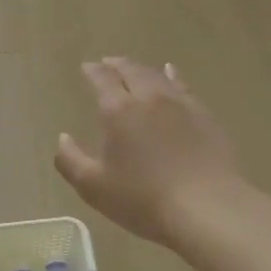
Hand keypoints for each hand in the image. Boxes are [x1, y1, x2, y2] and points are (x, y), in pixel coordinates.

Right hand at [55, 58, 245, 244]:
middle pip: (131, 70)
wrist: (207, 207)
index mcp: (118, 110)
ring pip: (157, 75)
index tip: (86, 67)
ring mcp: (180, 104)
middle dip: (116, 64)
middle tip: (107, 63)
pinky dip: (172, 76)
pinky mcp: (204, 115)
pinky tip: (171, 74)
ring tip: (134, 68)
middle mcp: (149, 98)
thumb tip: (63, 137)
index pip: (102, 79)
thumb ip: (70, 159)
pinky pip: (183, 86)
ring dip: (141, 68)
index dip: (93, 71)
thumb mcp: (93, 186)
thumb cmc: (142, 199)